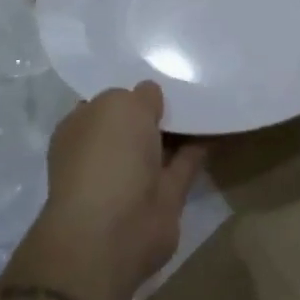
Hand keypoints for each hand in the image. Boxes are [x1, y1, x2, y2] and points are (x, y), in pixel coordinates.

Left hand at [43, 83, 207, 296]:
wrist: (116, 229)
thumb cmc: (106, 156)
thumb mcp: (120, 104)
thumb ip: (140, 95)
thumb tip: (151, 98)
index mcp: (80, 129)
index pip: (105, 102)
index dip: (129, 88)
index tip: (157, 69)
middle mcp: (103, 153)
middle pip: (134, 123)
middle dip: (156, 107)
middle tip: (190, 78)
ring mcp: (133, 177)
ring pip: (160, 144)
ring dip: (181, 127)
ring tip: (209, 98)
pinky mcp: (163, 196)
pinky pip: (185, 162)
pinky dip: (200, 146)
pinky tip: (219, 124)